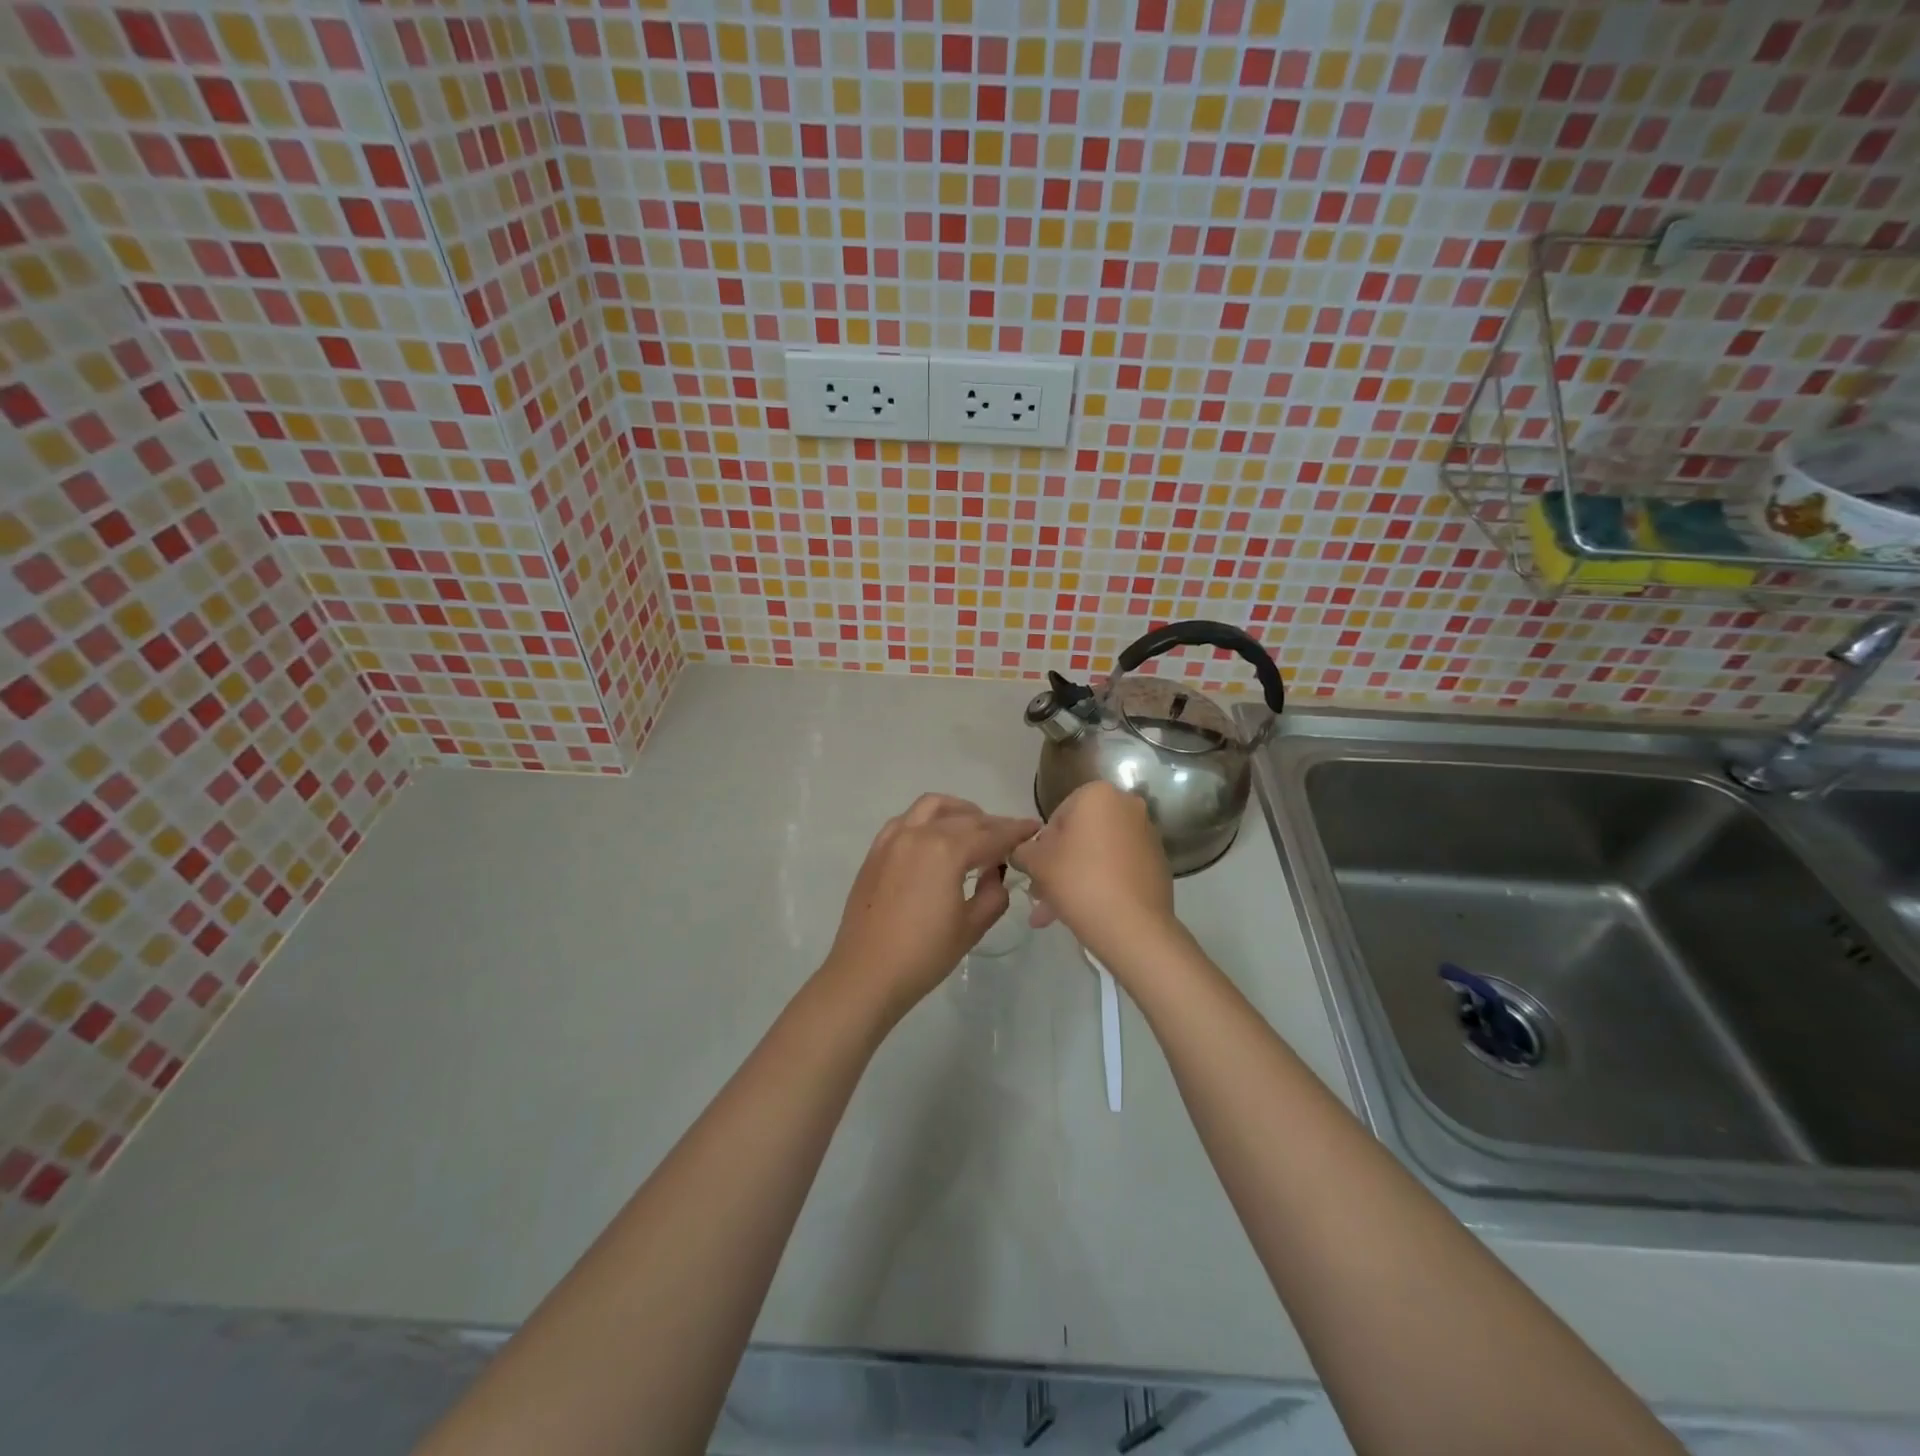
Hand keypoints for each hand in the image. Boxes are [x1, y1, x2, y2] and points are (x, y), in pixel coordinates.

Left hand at [820, 794, 1040, 1023]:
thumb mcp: (971, 926)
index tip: (1034, 828)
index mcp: (946, 850)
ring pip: (932, 807)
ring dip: (958, 811)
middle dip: (991, 824)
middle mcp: (919, 833)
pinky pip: (906, 820)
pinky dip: (927, 820)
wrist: (866, 973)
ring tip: (974, 828)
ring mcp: (893, 839)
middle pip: (965, 818)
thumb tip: (994, 873)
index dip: (1016, 831)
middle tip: (1009, 837)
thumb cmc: (924, 955)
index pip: (992, 834)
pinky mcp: (876, 851)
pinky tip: (936, 837)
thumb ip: (993, 893)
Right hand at [1011, 781, 1178, 967]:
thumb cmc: (1079, 881)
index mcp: (1098, 795)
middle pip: (1079, 837)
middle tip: (1041, 896)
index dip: (1041, 847)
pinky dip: (1101, 883)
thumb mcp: (1036, 862)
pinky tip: (1085, 911)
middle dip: (1058, 866)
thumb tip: (1022, 852)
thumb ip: (1022, 850)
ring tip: (1055, 914)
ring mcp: (1147, 834)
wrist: (1133, 926)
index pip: (1057, 817)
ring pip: (1098, 855)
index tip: (1036, 873)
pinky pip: (1119, 868)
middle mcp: (1127, 806)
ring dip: (1075, 879)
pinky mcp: (1158, 862)